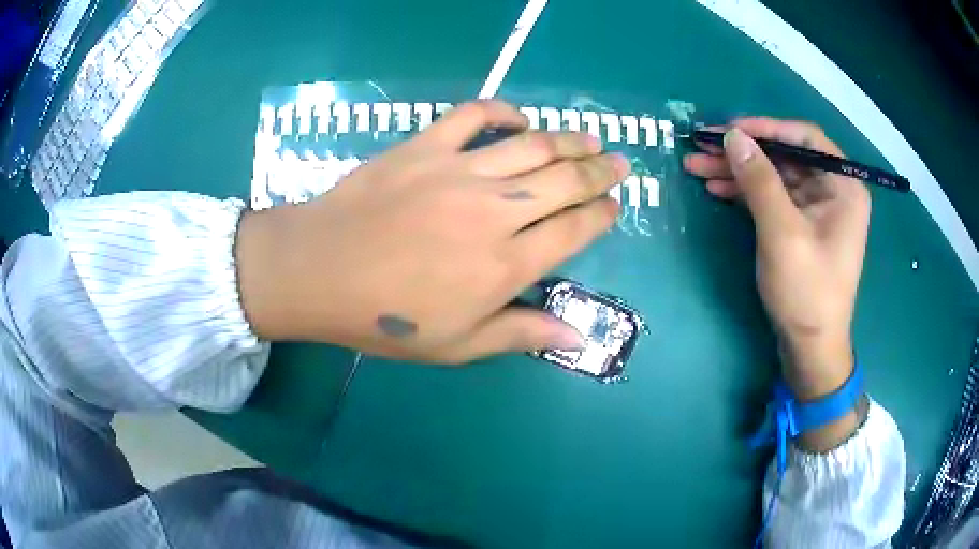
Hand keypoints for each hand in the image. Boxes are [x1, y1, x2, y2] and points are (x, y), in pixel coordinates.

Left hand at [237, 100, 626, 363]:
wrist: (319, 272)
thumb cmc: (386, 317)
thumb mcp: (457, 344)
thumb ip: (520, 334)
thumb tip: (576, 337)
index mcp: (506, 264)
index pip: (574, 231)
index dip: (602, 215)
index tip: (615, 206)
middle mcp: (495, 211)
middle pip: (565, 182)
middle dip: (600, 172)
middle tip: (620, 163)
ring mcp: (459, 171)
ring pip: (533, 146)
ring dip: (570, 141)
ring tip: (592, 138)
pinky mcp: (426, 146)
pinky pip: (473, 115)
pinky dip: (502, 111)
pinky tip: (519, 118)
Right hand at [684, 118, 870, 449]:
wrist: (810, 348)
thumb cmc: (806, 292)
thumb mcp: (782, 233)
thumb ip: (759, 180)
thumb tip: (732, 136)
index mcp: (843, 186)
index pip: (805, 138)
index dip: (766, 128)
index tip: (728, 129)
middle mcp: (833, 190)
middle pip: (786, 156)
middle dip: (744, 152)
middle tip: (702, 147)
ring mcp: (817, 209)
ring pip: (775, 176)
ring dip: (738, 171)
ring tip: (698, 168)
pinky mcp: (802, 226)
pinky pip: (773, 198)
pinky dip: (746, 192)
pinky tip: (718, 188)